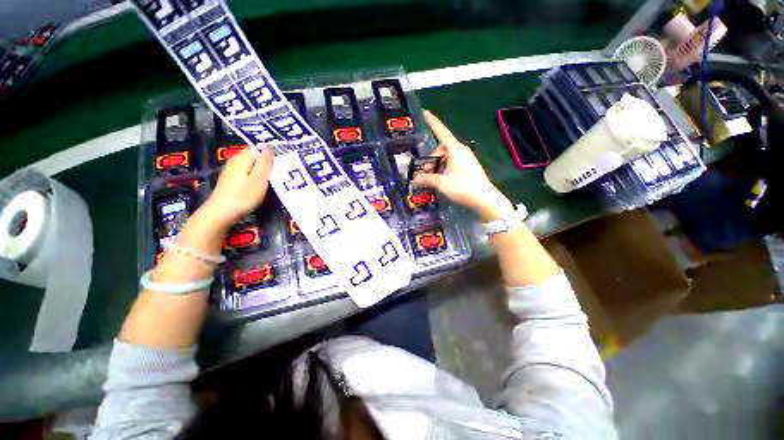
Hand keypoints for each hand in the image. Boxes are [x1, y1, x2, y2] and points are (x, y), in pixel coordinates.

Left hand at [201, 147, 273, 227]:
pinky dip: (256, 179)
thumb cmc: (244, 195)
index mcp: (242, 157)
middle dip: (268, 164)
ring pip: (252, 167)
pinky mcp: (231, 182)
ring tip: (274, 182)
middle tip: (280, 174)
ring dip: (263, 172)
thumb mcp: (260, 178)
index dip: (271, 154)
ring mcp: (232, 172)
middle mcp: (235, 161)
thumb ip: (265, 162)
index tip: (281, 165)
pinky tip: (261, 188)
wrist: (221, 213)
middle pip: (255, 157)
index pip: (258, 148)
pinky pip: (248, 175)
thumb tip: (269, 146)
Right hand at [413, 111, 513, 221]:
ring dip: (437, 166)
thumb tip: (415, 180)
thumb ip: (427, 179)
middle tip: (426, 173)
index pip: (441, 132)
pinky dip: (444, 169)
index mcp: (455, 149)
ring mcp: (466, 159)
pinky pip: (452, 163)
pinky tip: (441, 180)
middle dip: (431, 159)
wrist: (484, 199)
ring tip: (432, 179)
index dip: (432, 122)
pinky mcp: (468, 167)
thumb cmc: (463, 187)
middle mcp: (461, 151)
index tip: (425, 113)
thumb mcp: (441, 183)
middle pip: (441, 149)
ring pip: (446, 157)